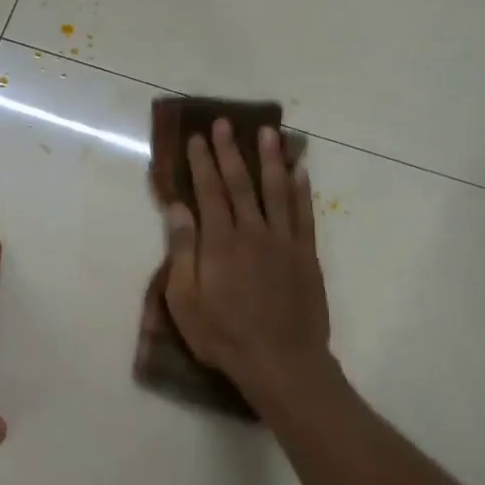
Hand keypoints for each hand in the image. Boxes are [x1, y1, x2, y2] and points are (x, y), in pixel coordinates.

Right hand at [163, 120, 331, 400]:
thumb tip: (178, 208)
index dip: (201, 162)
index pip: (208, 191)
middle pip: (240, 183)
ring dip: (270, 159)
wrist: (281, 361)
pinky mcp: (306, 256)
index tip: (196, 138)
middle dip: (230, 151)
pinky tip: (300, 171)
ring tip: (267, 132)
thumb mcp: (185, 300)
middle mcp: (253, 232)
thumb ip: (183, 250)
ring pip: (276, 190)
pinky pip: (304, 215)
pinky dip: (302, 191)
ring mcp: (284, 242)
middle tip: (224, 123)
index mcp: (220, 242)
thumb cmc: (223, 335)